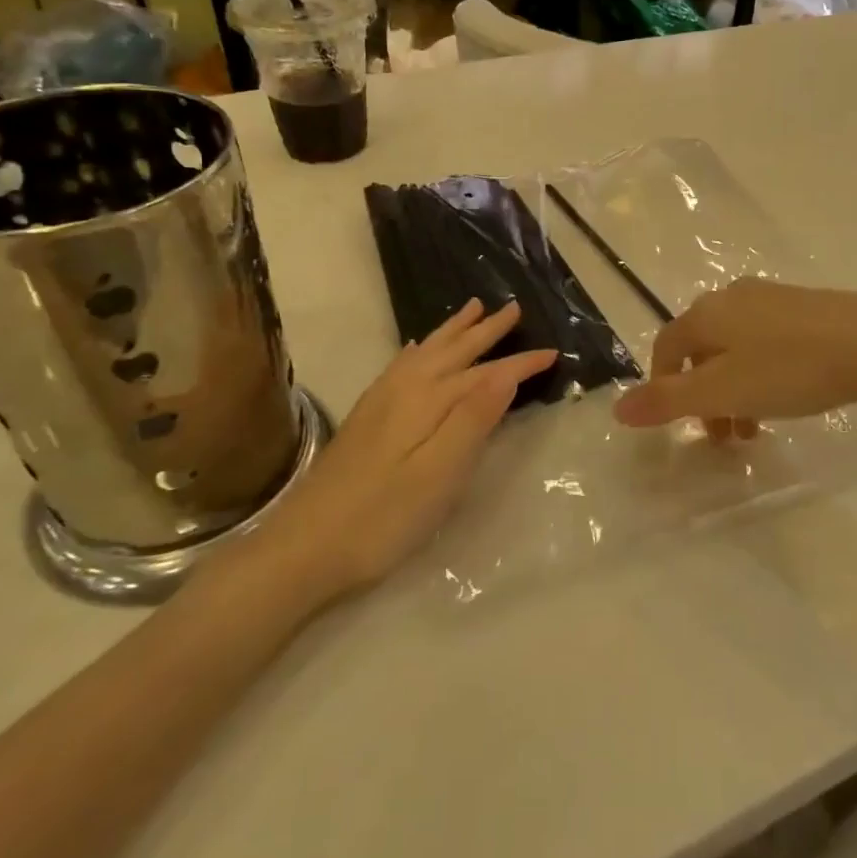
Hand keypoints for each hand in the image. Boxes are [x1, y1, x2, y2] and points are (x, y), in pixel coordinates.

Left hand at [261, 299, 555, 599]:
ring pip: (426, 352)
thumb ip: (473, 419)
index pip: (485, 373)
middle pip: (454, 351)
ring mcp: (380, 402)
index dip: (520, 363)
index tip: (553, 352)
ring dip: (453, 331)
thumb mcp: (438, 474)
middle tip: (513, 308)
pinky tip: (417, 348)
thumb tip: (506, 371)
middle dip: (486, 331)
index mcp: (428, 402)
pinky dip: (418, 350)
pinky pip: (401, 365)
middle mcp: (404, 390)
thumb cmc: (382, 518)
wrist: (303, 548)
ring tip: (472, 309)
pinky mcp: (366, 418)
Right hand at [612, 280, 856, 436]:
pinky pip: (767, 341)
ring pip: (736, 348)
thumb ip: (668, 401)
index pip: (666, 346)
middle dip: (704, 395)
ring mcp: (772, 298)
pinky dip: (762, 372)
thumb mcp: (721, 392)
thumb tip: (617, 409)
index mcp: (706, 314)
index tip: (679, 422)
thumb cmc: (788, 369)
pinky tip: (787, 395)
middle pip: (702, 349)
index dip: (662, 384)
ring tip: (755, 427)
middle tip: (723, 435)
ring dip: (734, 389)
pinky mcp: (807, 307)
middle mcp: (733, 297)